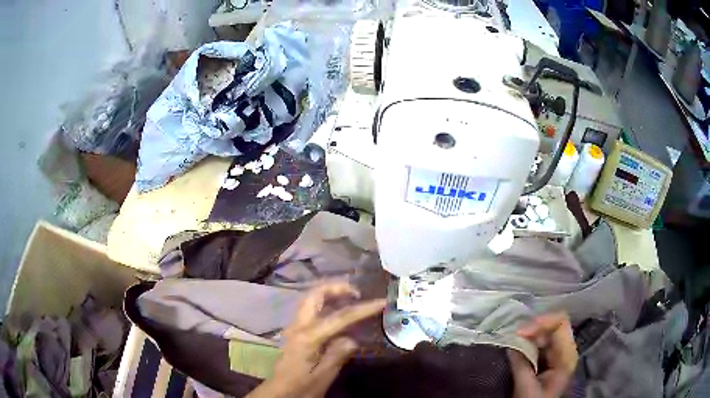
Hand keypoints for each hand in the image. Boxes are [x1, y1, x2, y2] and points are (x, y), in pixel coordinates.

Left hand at [247, 283, 385, 397]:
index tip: (381, 302)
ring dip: (330, 293)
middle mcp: (299, 326)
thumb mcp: (323, 376)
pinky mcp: (295, 332)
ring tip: (350, 297)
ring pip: (311, 299)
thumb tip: (352, 339)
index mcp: (308, 337)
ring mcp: (294, 327)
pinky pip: (310, 309)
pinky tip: (337, 312)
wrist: (279, 392)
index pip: (340, 317)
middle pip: (315, 295)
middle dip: (337, 287)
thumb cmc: (301, 386)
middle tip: (357, 292)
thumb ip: (337, 355)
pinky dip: (325, 303)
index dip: (363, 308)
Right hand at [508, 312, 578, 397]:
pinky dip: (527, 341)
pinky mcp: (547, 358)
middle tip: (512, 335)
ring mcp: (557, 353)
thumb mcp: (527, 389)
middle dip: (532, 327)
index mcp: (567, 355)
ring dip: (528, 334)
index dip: (542, 321)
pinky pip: (539, 342)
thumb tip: (511, 343)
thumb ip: (521, 366)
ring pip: (545, 332)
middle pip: (553, 325)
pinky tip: (516, 345)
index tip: (520, 332)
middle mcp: (565, 350)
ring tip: (512, 339)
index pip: (561, 323)